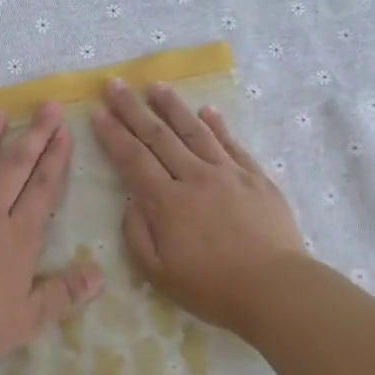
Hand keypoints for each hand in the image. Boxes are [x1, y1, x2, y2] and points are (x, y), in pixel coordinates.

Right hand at [89, 79, 306, 334]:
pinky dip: (217, 124)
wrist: (277, 289)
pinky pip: (231, 143)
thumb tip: (132, 200)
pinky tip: (207, 110)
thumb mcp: (158, 273)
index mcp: (167, 202)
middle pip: (158, 136)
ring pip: (195, 131)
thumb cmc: (213, 288)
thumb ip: (137, 234)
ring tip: (156, 86)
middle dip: (133, 109)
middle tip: (115, 85)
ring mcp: (228, 173)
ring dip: (172, 106)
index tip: (97, 112)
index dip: (113, 134)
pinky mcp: (255, 177)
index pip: (132, 159)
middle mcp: (195, 177)